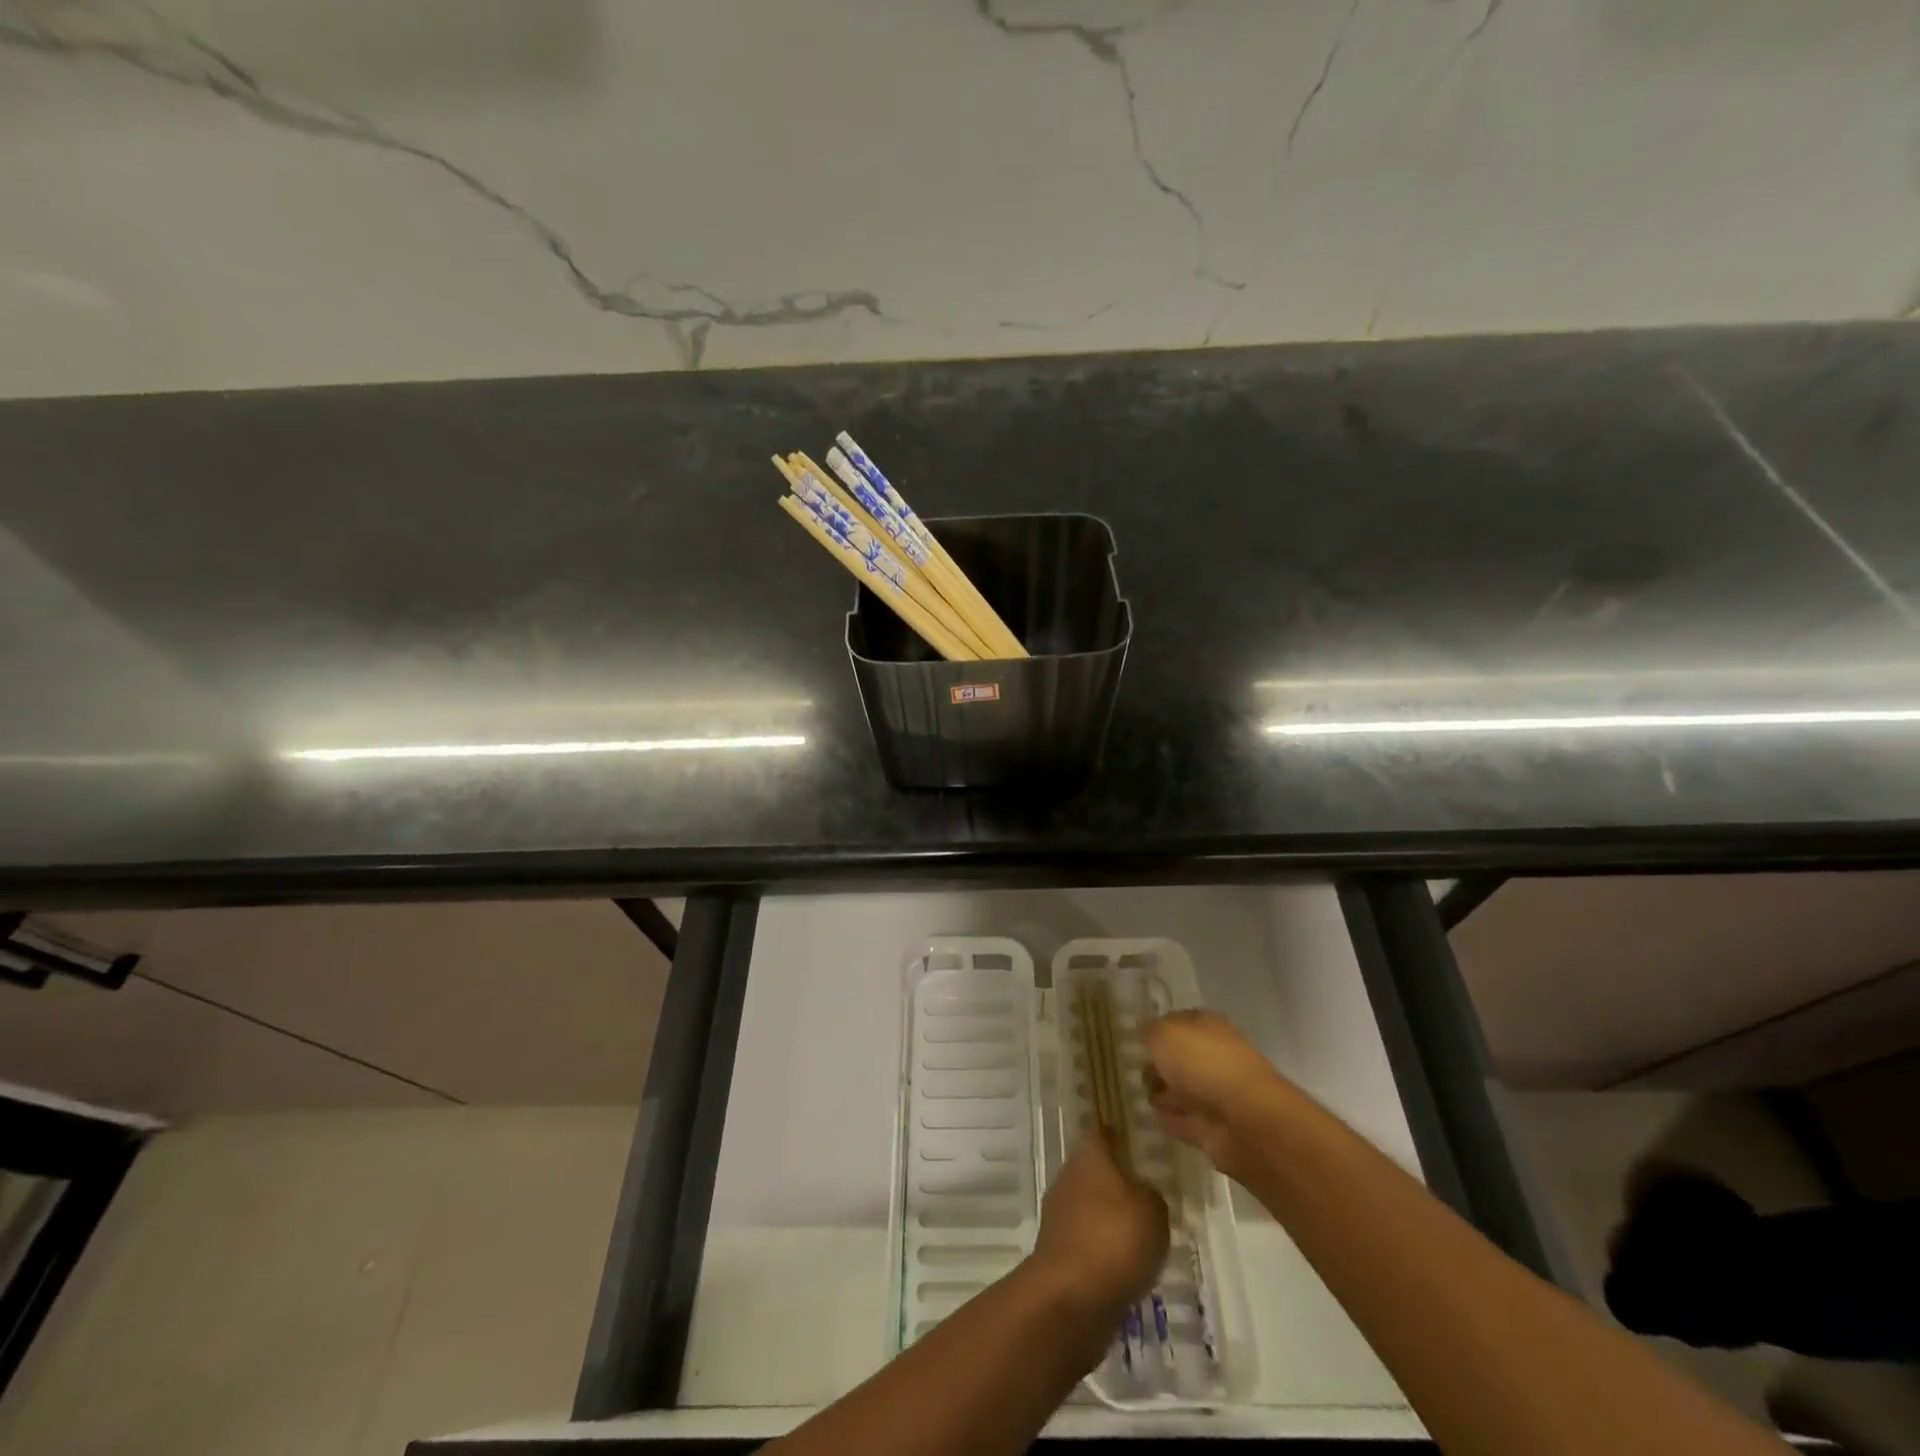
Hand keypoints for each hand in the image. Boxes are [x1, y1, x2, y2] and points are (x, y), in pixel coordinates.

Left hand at [1029, 1136, 1167, 1320]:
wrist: (1071, 1297)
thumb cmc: (1115, 1237)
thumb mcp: (1153, 1210)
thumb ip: (1151, 1195)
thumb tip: (1141, 1192)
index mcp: (1088, 1156)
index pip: (1102, 1135)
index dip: (1118, 1137)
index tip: (1136, 1144)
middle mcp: (1068, 1177)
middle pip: (1094, 1171)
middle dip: (1116, 1182)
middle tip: (1146, 1196)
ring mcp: (1059, 1215)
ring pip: (1089, 1207)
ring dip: (1109, 1219)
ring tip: (1141, 1237)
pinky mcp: (1057, 1252)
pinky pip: (1086, 1242)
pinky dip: (1102, 1251)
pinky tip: (1124, 1267)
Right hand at [1144, 1009, 1291, 1180]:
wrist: (1244, 1119)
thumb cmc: (1202, 1063)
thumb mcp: (1163, 1034)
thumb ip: (1148, 1032)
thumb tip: (1144, 1036)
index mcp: (1206, 1025)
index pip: (1175, 1022)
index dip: (1154, 1030)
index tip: (1131, 1041)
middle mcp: (1213, 1055)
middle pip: (1178, 1058)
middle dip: (1156, 1064)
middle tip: (1129, 1070)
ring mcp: (1215, 1093)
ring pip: (1180, 1089)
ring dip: (1162, 1092)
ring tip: (1135, 1094)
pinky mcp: (1213, 1128)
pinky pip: (1183, 1120)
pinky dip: (1170, 1120)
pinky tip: (1149, 1117)